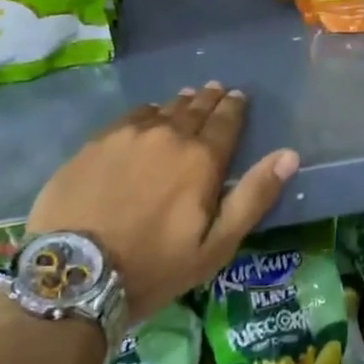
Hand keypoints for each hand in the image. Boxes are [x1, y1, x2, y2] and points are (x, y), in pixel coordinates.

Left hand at [25, 82, 298, 321]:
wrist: (74, 273)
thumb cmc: (153, 267)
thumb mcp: (215, 246)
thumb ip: (253, 196)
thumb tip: (288, 155)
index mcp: (201, 159)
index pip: (226, 121)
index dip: (234, 107)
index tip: (238, 97)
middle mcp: (168, 135)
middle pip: (194, 109)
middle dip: (209, 99)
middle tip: (216, 90)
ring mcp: (128, 135)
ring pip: (162, 109)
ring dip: (179, 103)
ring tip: (187, 98)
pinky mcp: (96, 142)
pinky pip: (130, 116)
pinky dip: (147, 113)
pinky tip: (148, 114)